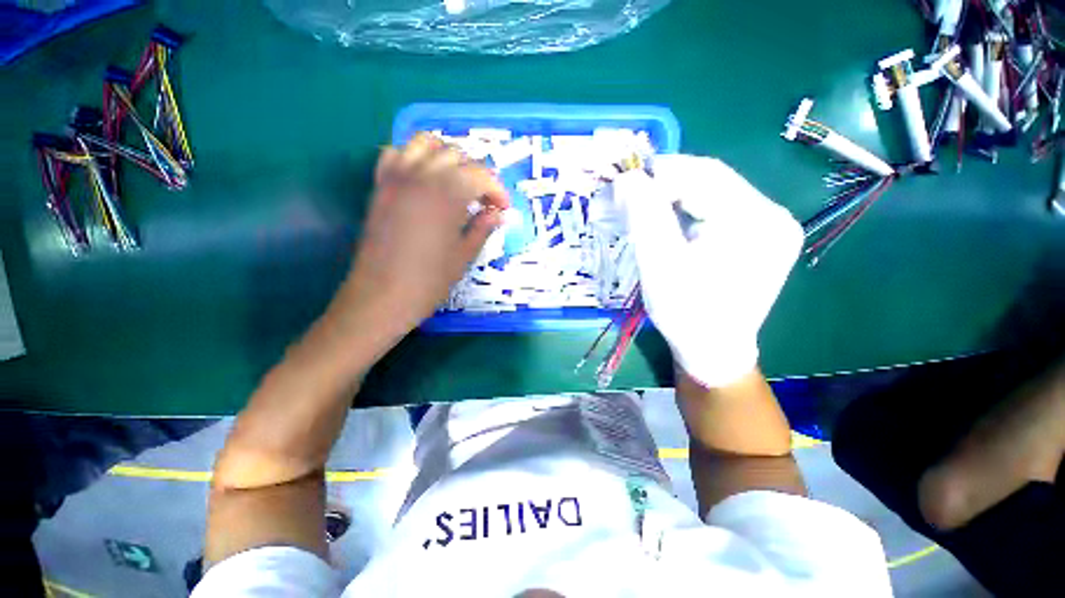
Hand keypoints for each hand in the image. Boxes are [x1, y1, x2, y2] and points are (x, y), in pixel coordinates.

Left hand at [332, 133, 510, 339]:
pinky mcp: (380, 186)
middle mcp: (421, 176)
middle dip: (478, 174)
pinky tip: (425, 179)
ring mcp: (396, 178)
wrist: (380, 297)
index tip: (503, 209)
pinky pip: (396, 153)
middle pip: (457, 155)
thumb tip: (499, 214)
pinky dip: (415, 157)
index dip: (497, 190)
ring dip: (448, 157)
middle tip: (485, 200)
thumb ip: (483, 228)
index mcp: (447, 195)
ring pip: (426, 143)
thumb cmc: (428, 282)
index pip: (480, 175)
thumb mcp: (464, 255)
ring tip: (458, 182)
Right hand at [615, 155, 801, 387]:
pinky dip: (686, 211)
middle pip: (711, 182)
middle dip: (665, 185)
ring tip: (643, 210)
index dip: (661, 171)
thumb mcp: (660, 266)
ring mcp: (768, 227)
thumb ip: (644, 217)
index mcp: (756, 222)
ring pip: (712, 194)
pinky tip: (666, 223)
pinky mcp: (756, 238)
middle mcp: (772, 216)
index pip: (705, 174)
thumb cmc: (686, 315)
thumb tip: (627, 178)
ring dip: (673, 197)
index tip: (624, 182)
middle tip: (629, 197)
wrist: (712, 352)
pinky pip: (717, 210)